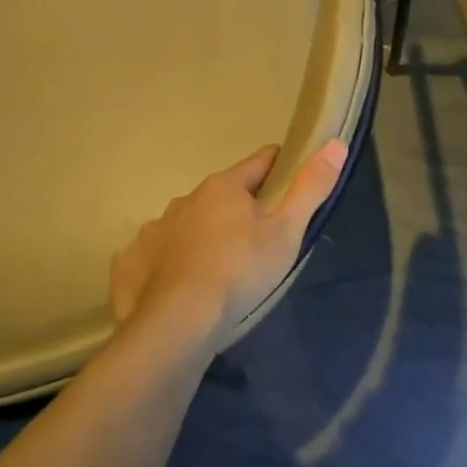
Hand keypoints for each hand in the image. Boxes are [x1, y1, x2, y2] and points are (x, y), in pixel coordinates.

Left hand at [108, 140, 347, 349]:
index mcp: (223, 187)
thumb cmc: (240, 271)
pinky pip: (157, 254)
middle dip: (238, 207)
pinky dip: (170, 261)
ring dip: (203, 233)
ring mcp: (154, 231)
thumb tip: (335, 144)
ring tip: (218, 265)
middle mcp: (185, 200)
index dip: (278, 165)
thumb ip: (310, 187)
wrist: (178, 322)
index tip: (290, 174)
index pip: (259, 163)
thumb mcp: (287, 231)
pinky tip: (179, 283)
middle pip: (220, 194)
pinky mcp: (132, 263)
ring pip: (187, 223)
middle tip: (257, 235)